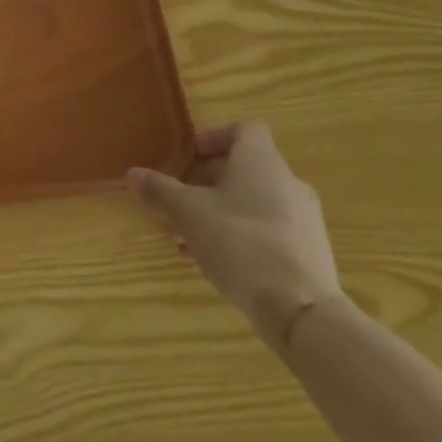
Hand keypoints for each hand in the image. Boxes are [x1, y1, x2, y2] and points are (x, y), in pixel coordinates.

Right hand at [127, 123, 344, 351]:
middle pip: (242, 169)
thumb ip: (159, 190)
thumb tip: (133, 174)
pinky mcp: (308, 251)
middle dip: (203, 183)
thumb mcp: (187, 214)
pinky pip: (266, 229)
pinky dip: (238, 235)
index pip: (243, 130)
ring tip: (186, 239)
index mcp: (261, 162)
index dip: (212, 139)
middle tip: (175, 203)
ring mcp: (303, 219)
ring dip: (216, 212)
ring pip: (251, 202)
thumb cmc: (239, 244)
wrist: (300, 311)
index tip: (186, 159)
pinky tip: (213, 261)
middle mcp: (288, 183)